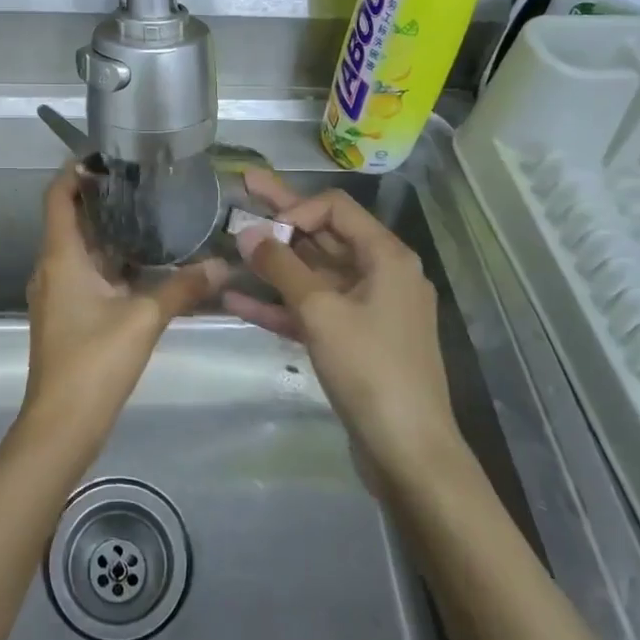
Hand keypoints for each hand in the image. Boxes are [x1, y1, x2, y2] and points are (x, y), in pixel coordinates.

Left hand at [22, 164, 226, 465]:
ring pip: (79, 249)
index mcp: (61, 257)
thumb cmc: (94, 361)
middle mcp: (52, 268)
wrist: (61, 425)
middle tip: (141, 181)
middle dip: (100, 198)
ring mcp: (56, 294)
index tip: (107, 155)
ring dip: (107, 231)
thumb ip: (183, 288)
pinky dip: (108, 262)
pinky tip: (142, 265)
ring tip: (148, 214)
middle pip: (69, 219)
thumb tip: (223, 266)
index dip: (75, 170)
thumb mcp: (144, 319)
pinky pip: (84, 274)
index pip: (58, 196)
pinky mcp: (65, 315)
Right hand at [225, 168, 459, 481]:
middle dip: (282, 217)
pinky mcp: (354, 339)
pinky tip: (238, 298)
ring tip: (231, 245)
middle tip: (243, 187)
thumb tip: (247, 233)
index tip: (263, 231)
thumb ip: (282, 267)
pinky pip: (314, 309)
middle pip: (324, 235)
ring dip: (274, 264)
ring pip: (314, 274)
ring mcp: (368, 308)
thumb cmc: (370, 369)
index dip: (296, 208)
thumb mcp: (321, 312)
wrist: (408, 452)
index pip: (336, 208)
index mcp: (386, 256)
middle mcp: (381, 274)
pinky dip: (281, 304)